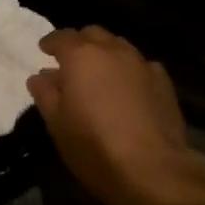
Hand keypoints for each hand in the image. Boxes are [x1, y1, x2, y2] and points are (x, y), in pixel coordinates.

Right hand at [29, 28, 204, 204]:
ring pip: (119, 47)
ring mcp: (142, 64)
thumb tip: (40, 76)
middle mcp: (113, 51)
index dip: (51, 43)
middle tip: (71, 62)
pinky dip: (129, 71)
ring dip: (106, 54)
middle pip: (93, 35)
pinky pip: (141, 66)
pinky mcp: (164, 82)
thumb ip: (45, 94)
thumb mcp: (56, 123)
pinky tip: (128, 89)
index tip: (44, 50)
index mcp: (81, 56)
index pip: (62, 37)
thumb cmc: (93, 146)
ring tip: (99, 75)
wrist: (151, 169)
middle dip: (80, 43)